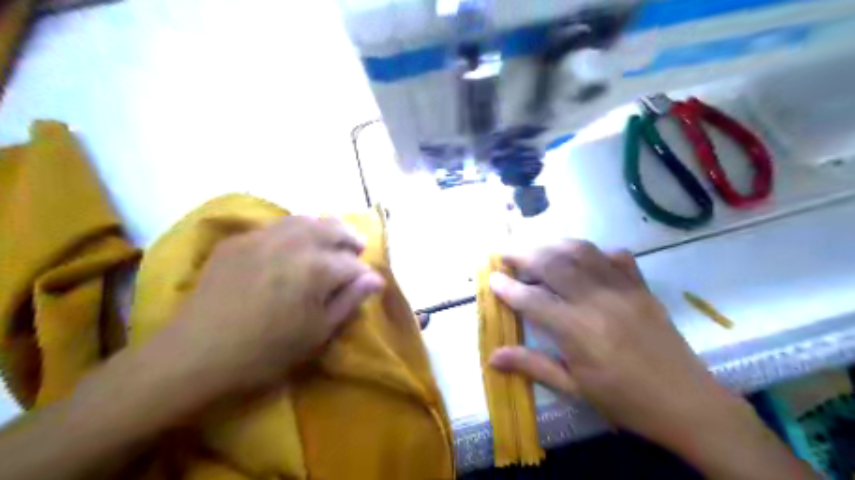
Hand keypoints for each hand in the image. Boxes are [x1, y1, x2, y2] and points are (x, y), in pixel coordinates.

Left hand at [163, 217, 383, 394]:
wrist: (196, 354)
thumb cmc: (265, 351)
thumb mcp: (317, 333)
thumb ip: (349, 301)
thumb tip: (376, 279)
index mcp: (317, 269)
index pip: (352, 264)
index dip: (363, 273)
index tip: (368, 282)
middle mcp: (294, 243)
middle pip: (332, 229)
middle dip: (349, 237)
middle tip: (357, 247)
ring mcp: (263, 237)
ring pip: (305, 220)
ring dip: (325, 226)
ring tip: (332, 236)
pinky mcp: (239, 240)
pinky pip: (276, 225)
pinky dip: (295, 228)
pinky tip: (295, 241)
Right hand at [487, 242, 734, 447]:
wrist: (688, 403)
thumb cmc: (624, 400)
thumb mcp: (574, 388)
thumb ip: (532, 366)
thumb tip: (492, 357)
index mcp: (578, 331)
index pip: (532, 300)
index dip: (507, 287)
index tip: (491, 278)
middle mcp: (597, 301)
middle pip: (554, 264)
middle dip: (524, 254)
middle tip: (507, 254)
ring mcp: (623, 289)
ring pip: (582, 252)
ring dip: (554, 245)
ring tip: (537, 249)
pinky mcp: (642, 287)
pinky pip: (616, 256)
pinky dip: (594, 251)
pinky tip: (583, 258)